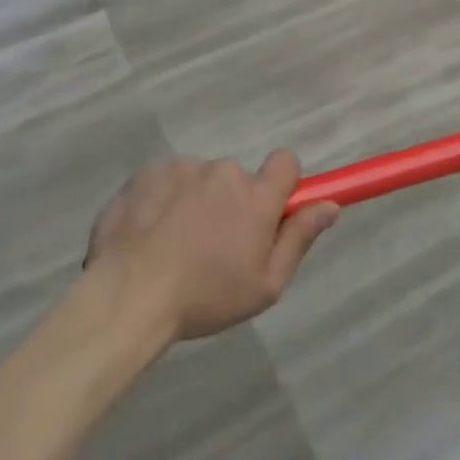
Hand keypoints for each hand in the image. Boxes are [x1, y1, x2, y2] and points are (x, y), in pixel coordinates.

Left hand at [86, 151, 339, 341]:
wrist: (128, 295)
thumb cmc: (205, 297)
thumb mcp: (265, 285)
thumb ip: (299, 238)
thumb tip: (330, 206)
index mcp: (256, 196)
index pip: (286, 162)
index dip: (281, 183)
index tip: (269, 211)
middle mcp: (223, 172)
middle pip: (237, 179)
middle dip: (231, 204)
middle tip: (212, 247)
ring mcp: (182, 168)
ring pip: (199, 180)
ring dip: (195, 202)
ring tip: (173, 245)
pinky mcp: (147, 172)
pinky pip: (166, 181)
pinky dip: (162, 201)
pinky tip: (148, 234)